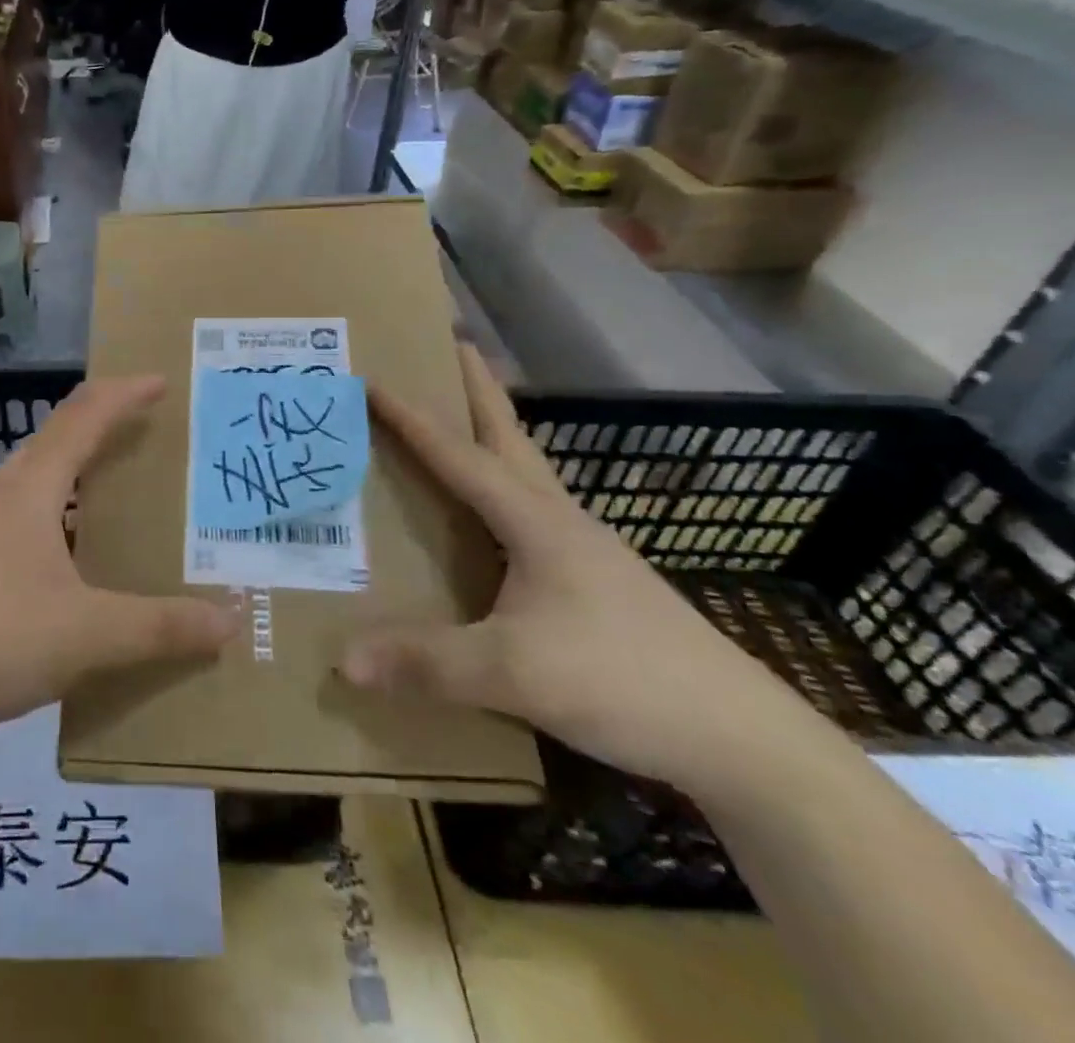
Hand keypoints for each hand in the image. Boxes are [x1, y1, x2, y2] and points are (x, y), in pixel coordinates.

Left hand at [0, 376, 237, 740]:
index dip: (123, 394)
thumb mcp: (90, 635)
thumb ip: (161, 626)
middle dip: (102, 426)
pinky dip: (54, 509)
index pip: (83, 417)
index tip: (159, 381)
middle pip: (56, 438)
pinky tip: (67, 553)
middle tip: (146, 433)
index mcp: (30, 488)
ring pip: (34, 476)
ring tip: (113, 489)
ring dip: (75, 470)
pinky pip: (19, 511)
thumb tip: (228, 621)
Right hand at [341, 347, 814, 793]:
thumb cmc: (623, 679)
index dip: (412, 418)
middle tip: (450, 348)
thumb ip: (427, 662)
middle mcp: (559, 521)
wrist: (740, 738)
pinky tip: (493, 521)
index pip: (459, 454)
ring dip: (494, 437)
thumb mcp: (513, 671)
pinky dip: (504, 492)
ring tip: (460, 423)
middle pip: (509, 437)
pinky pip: (533, 516)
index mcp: (535, 521)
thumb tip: (345, 659)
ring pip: (526, 474)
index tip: (373, 379)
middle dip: (478, 390)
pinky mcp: (596, 584)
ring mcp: (584, 551)